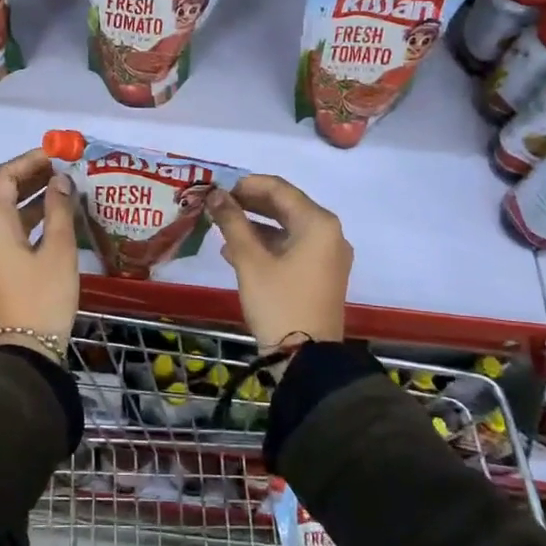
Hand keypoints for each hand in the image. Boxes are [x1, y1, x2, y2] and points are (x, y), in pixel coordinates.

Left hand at [0, 148, 78, 359]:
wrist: (26, 349)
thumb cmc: (43, 295)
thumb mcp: (58, 250)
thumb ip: (59, 209)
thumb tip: (60, 180)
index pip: (5, 176)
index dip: (30, 160)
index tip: (57, 153)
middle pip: (4, 191)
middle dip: (32, 175)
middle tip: (64, 166)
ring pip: (9, 211)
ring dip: (34, 196)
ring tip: (65, 185)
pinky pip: (12, 230)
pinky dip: (32, 217)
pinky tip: (57, 215)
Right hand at [203, 175, 351, 354]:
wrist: (306, 360)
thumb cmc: (278, 303)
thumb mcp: (250, 261)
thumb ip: (232, 222)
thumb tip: (215, 195)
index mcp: (318, 224)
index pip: (279, 188)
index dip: (246, 185)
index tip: (217, 189)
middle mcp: (329, 233)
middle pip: (285, 205)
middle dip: (250, 203)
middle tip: (217, 205)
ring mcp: (328, 256)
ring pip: (287, 227)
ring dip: (255, 224)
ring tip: (221, 227)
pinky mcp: (322, 274)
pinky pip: (293, 247)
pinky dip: (267, 244)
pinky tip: (236, 252)